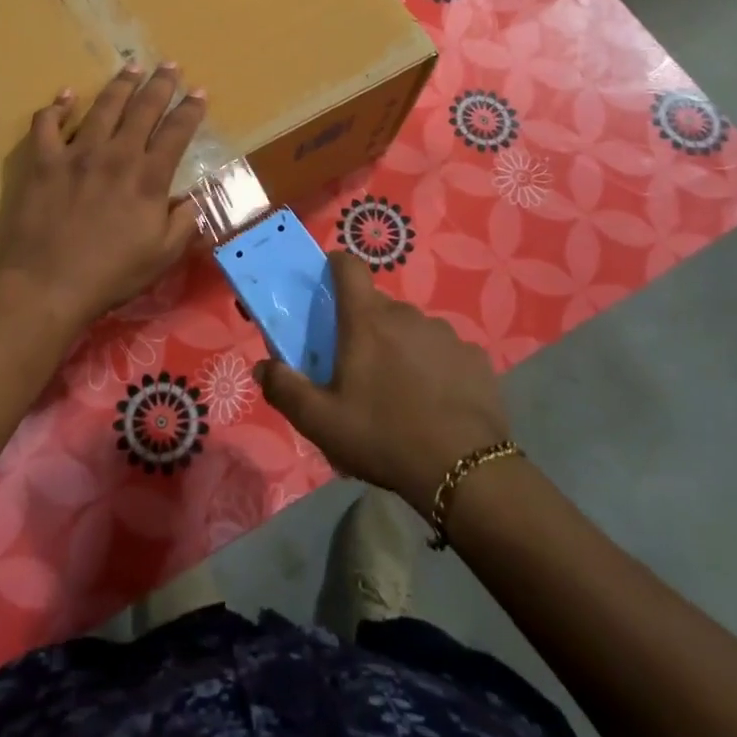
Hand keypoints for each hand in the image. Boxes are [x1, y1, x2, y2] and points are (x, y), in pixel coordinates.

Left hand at [0, 63, 207, 336]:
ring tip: (131, 67)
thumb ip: (184, 223)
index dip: (191, 109)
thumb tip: (193, 198)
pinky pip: (47, 124)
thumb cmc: (111, 274)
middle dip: (160, 84)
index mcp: (148, 178)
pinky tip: (66, 95)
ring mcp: (76, 154)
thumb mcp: (162, 256)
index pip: (176, 132)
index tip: (199, 91)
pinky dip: (57, 107)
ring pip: (103, 107)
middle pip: (143, 109)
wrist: (48, 285)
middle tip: (170, 65)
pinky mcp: (43, 162)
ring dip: (120, 84)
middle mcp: (116, 155)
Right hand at [255, 252, 511, 509]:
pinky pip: (444, 352)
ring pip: (412, 329)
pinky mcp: (474, 357)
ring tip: (399, 391)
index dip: (335, 267)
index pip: (349, 266)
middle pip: (378, 306)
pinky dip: (434, 367)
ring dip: (400, 347)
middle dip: (364, 325)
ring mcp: (445, 334)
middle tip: (357, 366)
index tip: (326, 284)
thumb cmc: (383, 436)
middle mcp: (407, 315)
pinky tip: (435, 402)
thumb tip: (262, 367)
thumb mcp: (321, 422)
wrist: (463, 470)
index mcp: (367, 320)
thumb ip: (285, 389)